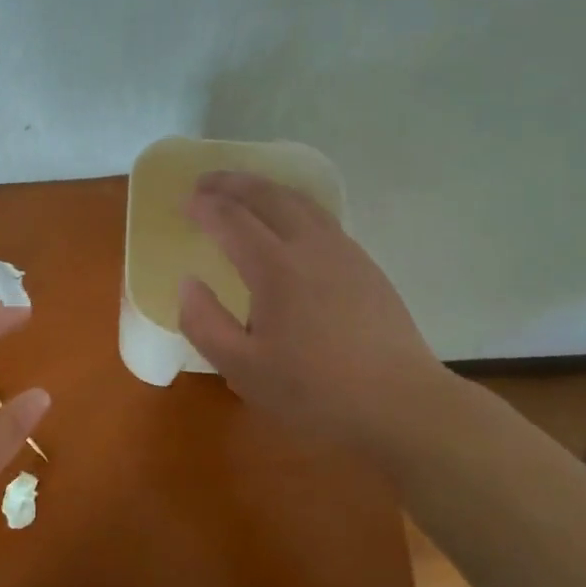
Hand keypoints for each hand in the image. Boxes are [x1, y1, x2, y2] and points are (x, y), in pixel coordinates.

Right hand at [178, 171, 451, 450]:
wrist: (401, 404)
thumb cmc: (315, 391)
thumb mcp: (242, 369)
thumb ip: (204, 323)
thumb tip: (188, 283)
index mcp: (275, 268)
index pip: (231, 219)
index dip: (204, 206)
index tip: (184, 202)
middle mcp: (310, 246)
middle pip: (267, 196)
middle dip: (232, 183)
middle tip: (206, 182)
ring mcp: (344, 252)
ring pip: (300, 201)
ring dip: (265, 188)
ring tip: (244, 191)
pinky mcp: (365, 266)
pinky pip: (321, 218)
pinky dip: (293, 206)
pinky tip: (290, 224)